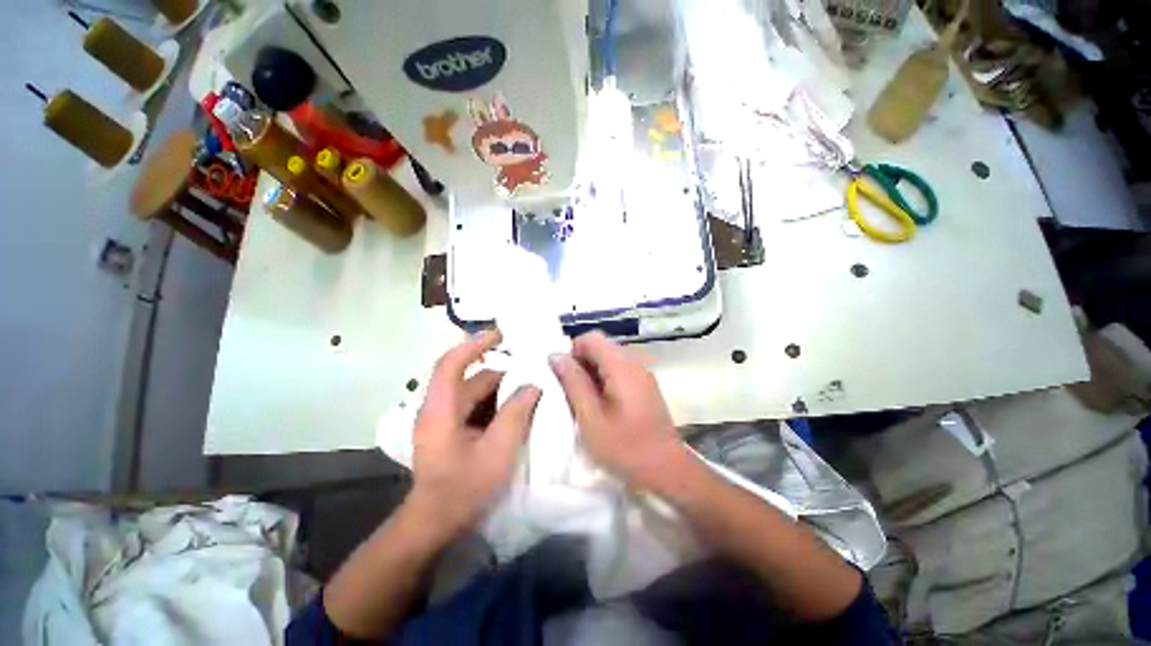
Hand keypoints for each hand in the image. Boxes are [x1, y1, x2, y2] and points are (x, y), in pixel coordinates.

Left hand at [409, 329, 541, 537]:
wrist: (435, 523)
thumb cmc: (463, 488)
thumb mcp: (497, 451)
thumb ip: (516, 414)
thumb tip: (532, 385)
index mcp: (441, 409)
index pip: (452, 363)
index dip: (474, 344)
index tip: (500, 335)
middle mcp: (439, 408)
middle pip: (471, 379)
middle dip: (502, 373)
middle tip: (532, 370)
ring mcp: (444, 420)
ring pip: (476, 393)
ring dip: (502, 390)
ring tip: (530, 389)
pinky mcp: (451, 430)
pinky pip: (477, 407)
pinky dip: (497, 403)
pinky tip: (517, 410)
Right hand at [549, 331, 686, 490]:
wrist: (666, 470)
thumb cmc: (625, 447)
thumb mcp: (590, 417)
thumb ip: (573, 382)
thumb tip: (556, 355)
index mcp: (622, 366)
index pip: (592, 338)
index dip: (573, 351)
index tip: (566, 377)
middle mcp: (635, 362)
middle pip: (601, 347)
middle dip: (582, 364)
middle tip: (573, 394)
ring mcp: (643, 374)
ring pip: (609, 359)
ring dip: (592, 373)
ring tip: (586, 402)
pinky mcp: (645, 385)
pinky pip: (619, 371)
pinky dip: (605, 381)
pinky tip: (602, 406)